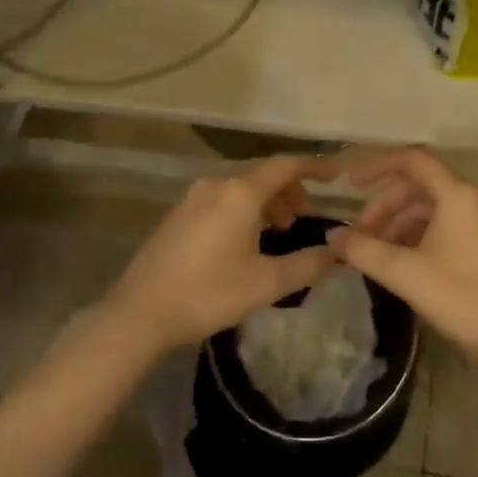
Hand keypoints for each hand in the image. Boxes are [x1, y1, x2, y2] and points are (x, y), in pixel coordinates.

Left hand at [102, 156, 336, 352]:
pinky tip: (244, 240)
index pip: (287, 165)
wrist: (140, 312)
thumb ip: (307, 265)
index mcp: (242, 192)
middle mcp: (218, 183)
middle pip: (264, 174)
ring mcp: (195, 196)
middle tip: (304, 218)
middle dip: (290, 190)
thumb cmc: (208, 293)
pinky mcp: (180, 212)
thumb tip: (337, 253)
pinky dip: (244, 208)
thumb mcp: (265, 283)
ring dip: (266, 201)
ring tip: (277, 231)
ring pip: (242, 187)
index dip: (316, 166)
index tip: (337, 175)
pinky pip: (223, 198)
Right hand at [326, 148, 477, 371]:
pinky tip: (398, 260)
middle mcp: (470, 198)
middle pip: (418, 185)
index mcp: (457, 194)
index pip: (412, 160)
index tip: (351, 185)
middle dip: (384, 204)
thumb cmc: (460, 298)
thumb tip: (331, 236)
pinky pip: (441, 223)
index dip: (378, 166)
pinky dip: (415, 234)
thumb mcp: (404, 273)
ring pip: (428, 206)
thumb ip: (364, 250)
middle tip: (359, 234)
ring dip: (398, 222)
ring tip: (374, 251)